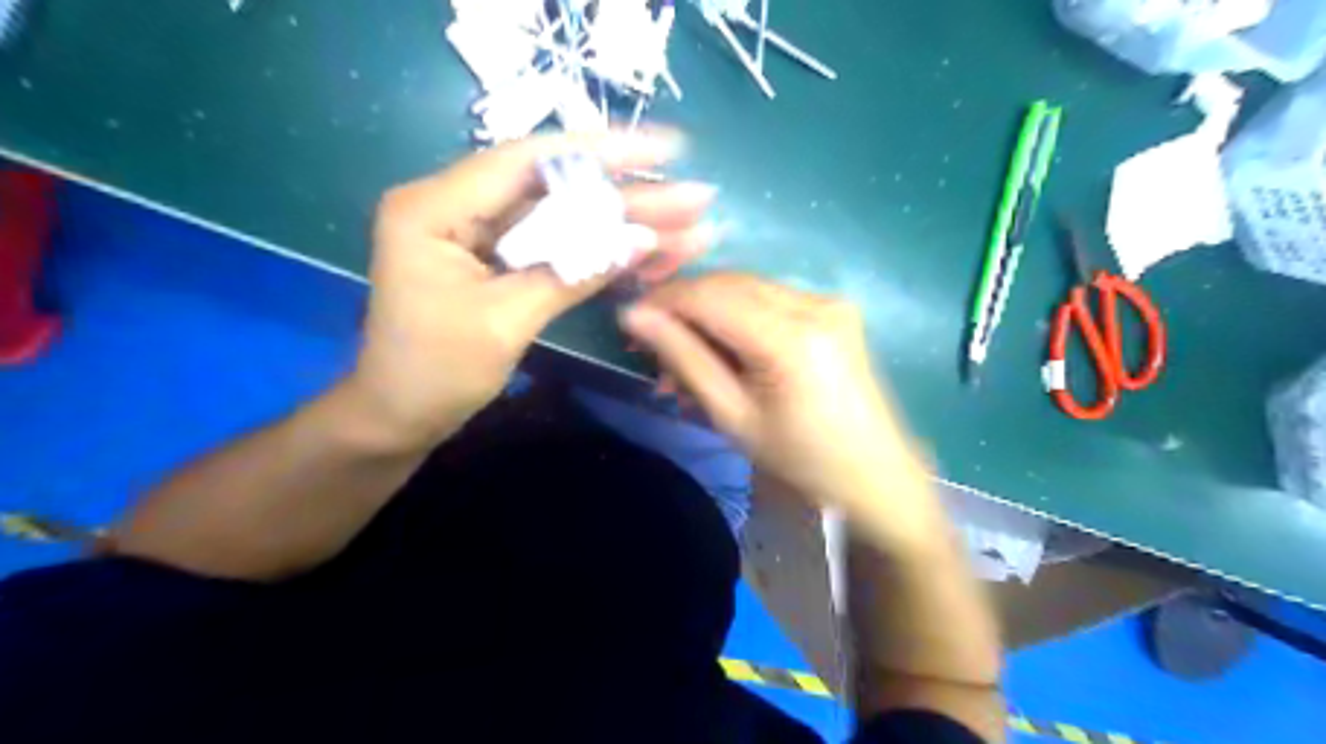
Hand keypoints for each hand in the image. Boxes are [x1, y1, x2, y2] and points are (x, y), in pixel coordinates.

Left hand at [347, 130, 708, 449]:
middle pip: (556, 188)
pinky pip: (555, 246)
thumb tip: (643, 241)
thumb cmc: (435, 373)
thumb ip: (573, 273)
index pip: (530, 160)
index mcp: (436, 206)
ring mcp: (479, 233)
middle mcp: (457, 205)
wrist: (400, 418)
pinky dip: (599, 251)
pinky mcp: (497, 260)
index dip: (604, 150)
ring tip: (688, 227)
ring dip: (624, 224)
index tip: (666, 150)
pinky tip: (646, 253)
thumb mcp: (506, 321)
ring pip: (563, 218)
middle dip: (629, 195)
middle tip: (694, 198)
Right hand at [621, 272, 930, 529]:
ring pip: (747, 288)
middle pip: (728, 284)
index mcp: (791, 336)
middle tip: (654, 347)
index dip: (664, 301)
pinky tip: (726, 351)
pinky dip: (739, 318)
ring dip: (709, 314)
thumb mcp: (733, 416)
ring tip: (687, 360)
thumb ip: (685, 358)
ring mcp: (829, 302)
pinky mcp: (834, 309)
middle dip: (684, 308)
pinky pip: (770, 300)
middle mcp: (814, 303)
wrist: (876, 476)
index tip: (629, 321)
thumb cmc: (802, 460)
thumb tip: (635, 316)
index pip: (710, 295)